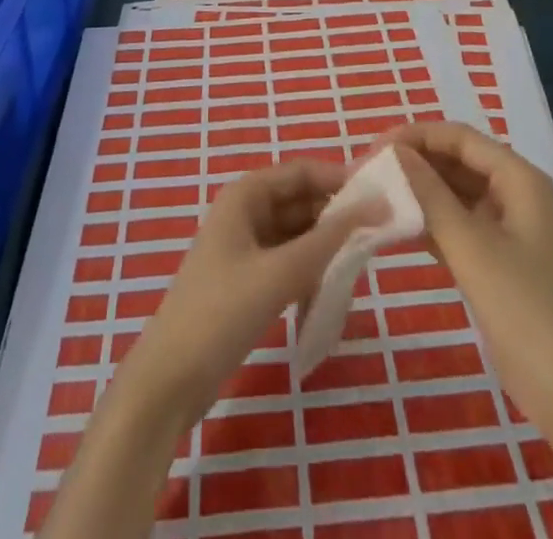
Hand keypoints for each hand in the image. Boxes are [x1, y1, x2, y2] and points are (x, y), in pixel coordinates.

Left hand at [115, 160, 385, 430]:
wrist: (169, 380)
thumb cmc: (221, 313)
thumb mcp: (280, 272)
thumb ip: (330, 239)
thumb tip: (378, 205)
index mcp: (246, 195)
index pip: (303, 172)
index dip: (341, 179)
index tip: (382, 197)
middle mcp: (246, 212)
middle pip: (302, 202)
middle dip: (337, 217)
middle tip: (378, 238)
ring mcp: (246, 247)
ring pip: (298, 234)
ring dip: (326, 248)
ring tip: (358, 267)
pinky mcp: (248, 280)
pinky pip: (290, 262)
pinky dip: (311, 272)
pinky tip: (330, 292)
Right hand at [383, 122, 552, 466]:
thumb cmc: (525, 308)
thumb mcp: (472, 247)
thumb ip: (430, 195)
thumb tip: (394, 152)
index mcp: (519, 179)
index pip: (460, 138)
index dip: (417, 136)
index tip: (374, 148)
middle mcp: (514, 194)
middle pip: (457, 161)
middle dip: (415, 163)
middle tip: (368, 173)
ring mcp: (507, 228)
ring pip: (454, 193)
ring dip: (418, 192)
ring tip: (374, 196)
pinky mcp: (497, 260)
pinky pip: (457, 225)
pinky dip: (429, 222)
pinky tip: (395, 227)